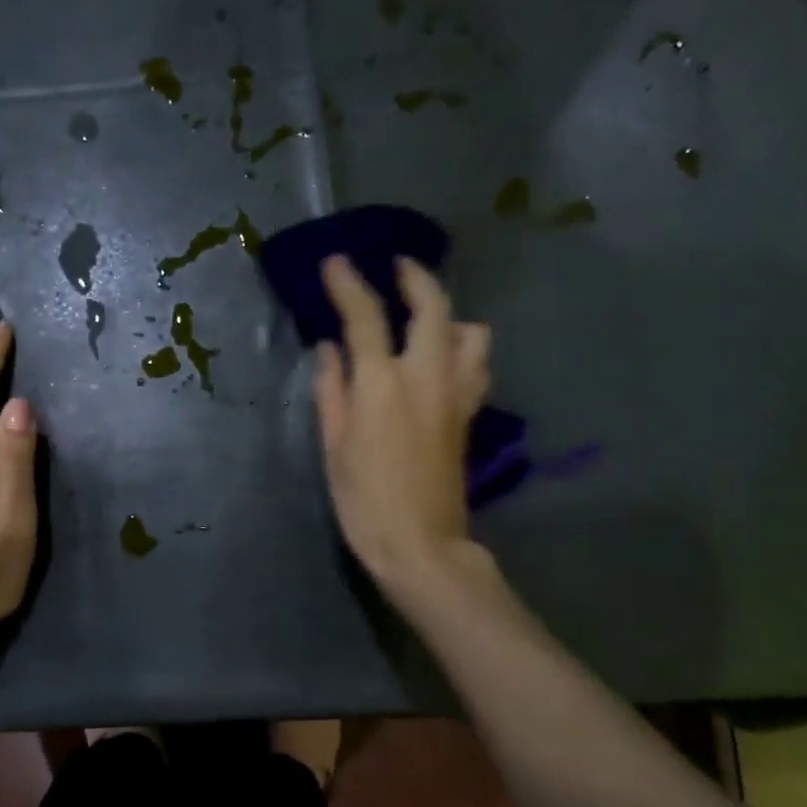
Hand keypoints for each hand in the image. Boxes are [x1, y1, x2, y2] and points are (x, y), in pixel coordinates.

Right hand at [313, 256, 490, 600]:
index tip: (336, 261)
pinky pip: (476, 365)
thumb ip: (331, 390)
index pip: (366, 317)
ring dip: (450, 315)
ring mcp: (456, 394)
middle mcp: (426, 377)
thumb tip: (330, 349)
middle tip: (397, 267)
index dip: (348, 284)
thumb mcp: (334, 446)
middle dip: (415, 277)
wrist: (420, 545)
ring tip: (426, 321)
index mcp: (382, 385)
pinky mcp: (469, 415)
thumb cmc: (364, 500)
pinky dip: (462, 349)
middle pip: (433, 307)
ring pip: (472, 332)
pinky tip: (442, 361)